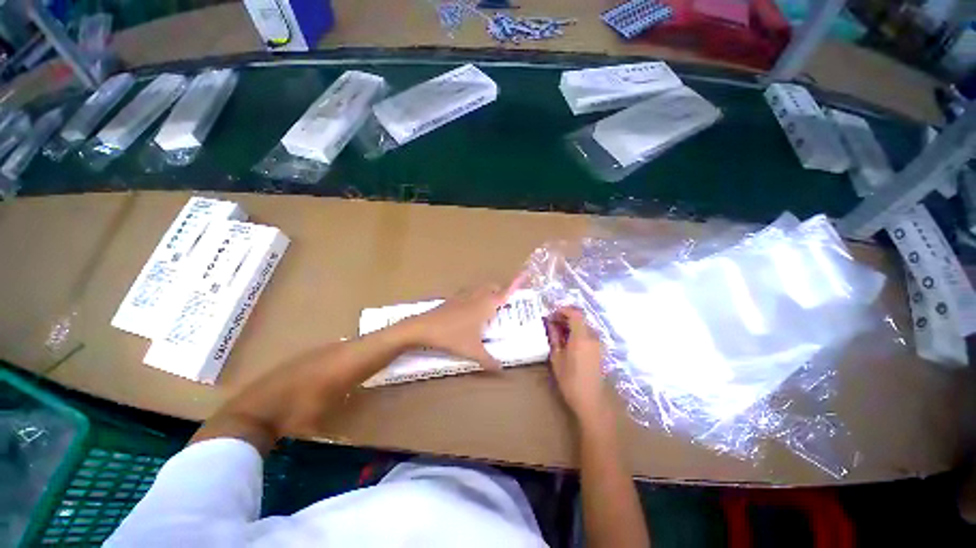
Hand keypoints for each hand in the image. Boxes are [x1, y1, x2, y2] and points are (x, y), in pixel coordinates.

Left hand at [401, 283, 514, 370]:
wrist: (422, 328)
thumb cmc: (452, 337)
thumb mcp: (473, 351)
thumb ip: (489, 360)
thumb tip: (502, 370)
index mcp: (485, 305)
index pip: (505, 292)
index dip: (515, 284)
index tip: (524, 273)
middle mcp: (475, 297)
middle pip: (491, 287)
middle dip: (500, 290)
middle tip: (506, 301)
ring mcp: (461, 297)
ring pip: (478, 289)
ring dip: (486, 293)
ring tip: (489, 306)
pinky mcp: (450, 301)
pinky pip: (467, 295)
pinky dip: (473, 298)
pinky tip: (469, 312)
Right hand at [545, 307, 609, 422]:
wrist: (590, 398)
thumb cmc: (570, 381)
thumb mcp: (557, 359)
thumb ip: (554, 338)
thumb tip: (549, 324)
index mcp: (582, 336)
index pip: (575, 313)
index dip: (562, 310)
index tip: (551, 315)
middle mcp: (593, 336)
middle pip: (581, 318)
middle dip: (566, 317)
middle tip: (551, 324)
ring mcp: (599, 342)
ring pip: (585, 326)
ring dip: (572, 326)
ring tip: (558, 335)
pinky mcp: (601, 349)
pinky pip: (589, 335)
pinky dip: (579, 333)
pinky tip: (569, 344)